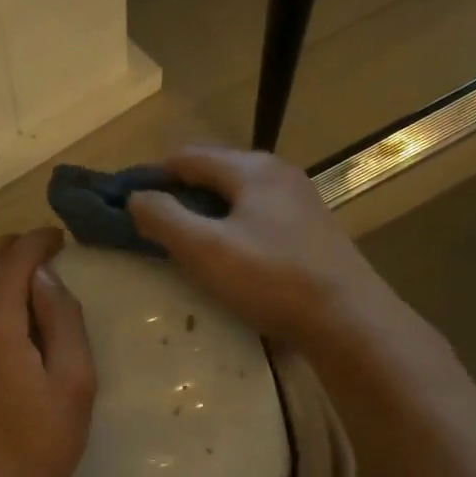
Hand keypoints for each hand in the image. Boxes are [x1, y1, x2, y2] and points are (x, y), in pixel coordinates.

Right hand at [127, 145, 407, 352]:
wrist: (348, 319)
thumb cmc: (271, 279)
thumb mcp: (205, 250)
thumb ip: (164, 218)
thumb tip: (135, 197)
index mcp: (251, 168)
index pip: (186, 157)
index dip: (152, 176)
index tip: (127, 204)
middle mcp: (277, 173)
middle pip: (212, 172)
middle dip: (178, 194)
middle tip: (150, 227)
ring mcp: (298, 200)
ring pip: (235, 196)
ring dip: (204, 213)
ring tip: (181, 243)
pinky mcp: (309, 229)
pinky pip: (255, 215)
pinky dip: (230, 227)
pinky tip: (225, 256)